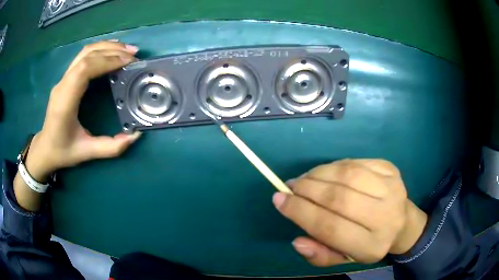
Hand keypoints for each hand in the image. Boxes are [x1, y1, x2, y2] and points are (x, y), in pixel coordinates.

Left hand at [27, 41, 141, 180]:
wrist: (45, 149)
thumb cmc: (62, 151)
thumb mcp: (86, 153)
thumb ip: (110, 147)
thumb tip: (135, 135)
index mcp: (65, 101)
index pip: (84, 69)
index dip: (107, 61)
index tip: (128, 62)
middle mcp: (62, 85)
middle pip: (87, 55)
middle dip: (112, 50)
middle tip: (134, 54)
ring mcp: (63, 79)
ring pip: (85, 52)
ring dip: (106, 47)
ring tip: (126, 49)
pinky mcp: (66, 78)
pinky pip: (83, 56)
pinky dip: (99, 50)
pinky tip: (111, 51)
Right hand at [272, 159, 427, 265]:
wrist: (402, 223)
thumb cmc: (368, 243)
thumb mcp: (343, 258)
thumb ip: (320, 255)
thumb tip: (297, 241)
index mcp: (371, 246)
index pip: (330, 227)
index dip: (300, 212)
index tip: (279, 200)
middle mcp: (385, 217)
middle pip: (339, 198)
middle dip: (307, 189)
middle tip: (290, 186)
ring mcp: (392, 188)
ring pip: (347, 175)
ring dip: (319, 174)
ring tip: (304, 178)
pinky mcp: (391, 169)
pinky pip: (355, 162)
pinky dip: (334, 166)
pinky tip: (325, 172)